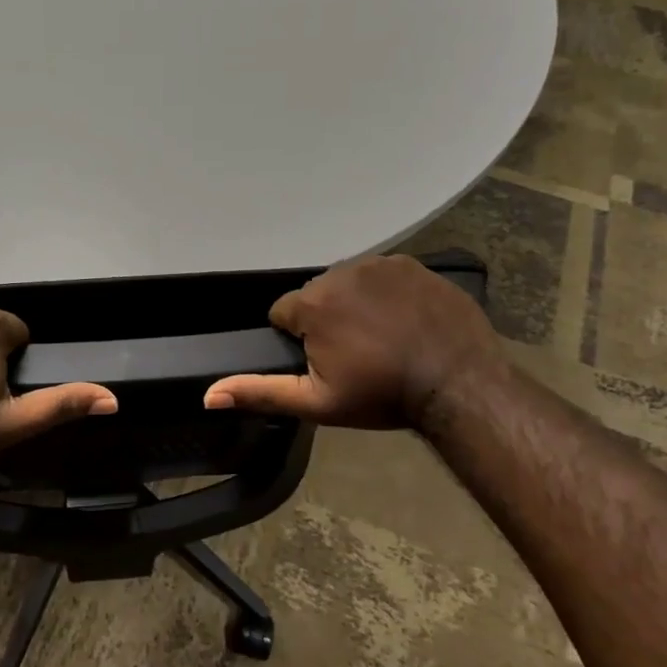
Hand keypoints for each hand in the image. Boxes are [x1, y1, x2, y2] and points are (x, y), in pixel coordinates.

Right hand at [203, 255, 502, 428]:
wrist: (458, 385)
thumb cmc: (381, 396)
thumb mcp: (315, 402)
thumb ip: (260, 391)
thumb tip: (208, 394)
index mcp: (312, 302)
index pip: (283, 314)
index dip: (299, 341)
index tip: (326, 363)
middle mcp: (341, 272)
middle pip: (316, 296)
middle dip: (325, 320)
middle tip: (355, 355)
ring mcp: (381, 264)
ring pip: (348, 283)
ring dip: (354, 304)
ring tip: (381, 338)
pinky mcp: (413, 264)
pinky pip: (383, 276)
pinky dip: (385, 294)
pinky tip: (404, 321)